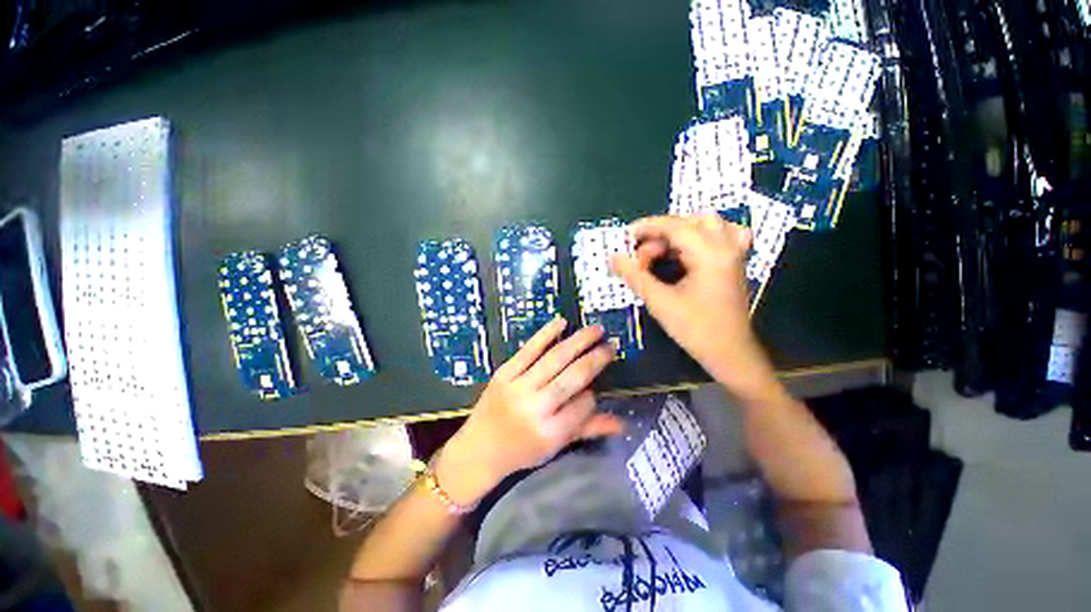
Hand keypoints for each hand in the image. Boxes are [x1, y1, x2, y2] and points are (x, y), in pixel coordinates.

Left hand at [437, 318, 623, 504]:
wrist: (478, 449)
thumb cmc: (521, 451)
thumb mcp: (555, 446)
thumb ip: (587, 430)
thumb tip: (623, 424)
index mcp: (551, 432)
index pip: (583, 405)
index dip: (593, 394)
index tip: (595, 387)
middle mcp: (536, 408)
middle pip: (573, 377)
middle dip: (595, 359)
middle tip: (611, 344)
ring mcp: (519, 387)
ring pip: (555, 359)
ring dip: (578, 341)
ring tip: (596, 329)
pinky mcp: (504, 373)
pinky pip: (529, 349)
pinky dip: (546, 334)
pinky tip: (562, 322)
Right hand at [611, 214, 778, 400]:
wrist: (730, 353)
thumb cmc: (695, 329)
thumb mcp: (660, 302)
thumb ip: (635, 276)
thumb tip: (613, 257)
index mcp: (710, 254)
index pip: (675, 226)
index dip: (647, 228)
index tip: (626, 238)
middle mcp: (726, 246)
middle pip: (690, 221)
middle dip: (661, 233)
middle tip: (642, 256)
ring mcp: (734, 253)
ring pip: (706, 225)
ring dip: (679, 233)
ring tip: (661, 254)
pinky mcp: (734, 263)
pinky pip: (720, 235)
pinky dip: (699, 237)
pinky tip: (687, 251)